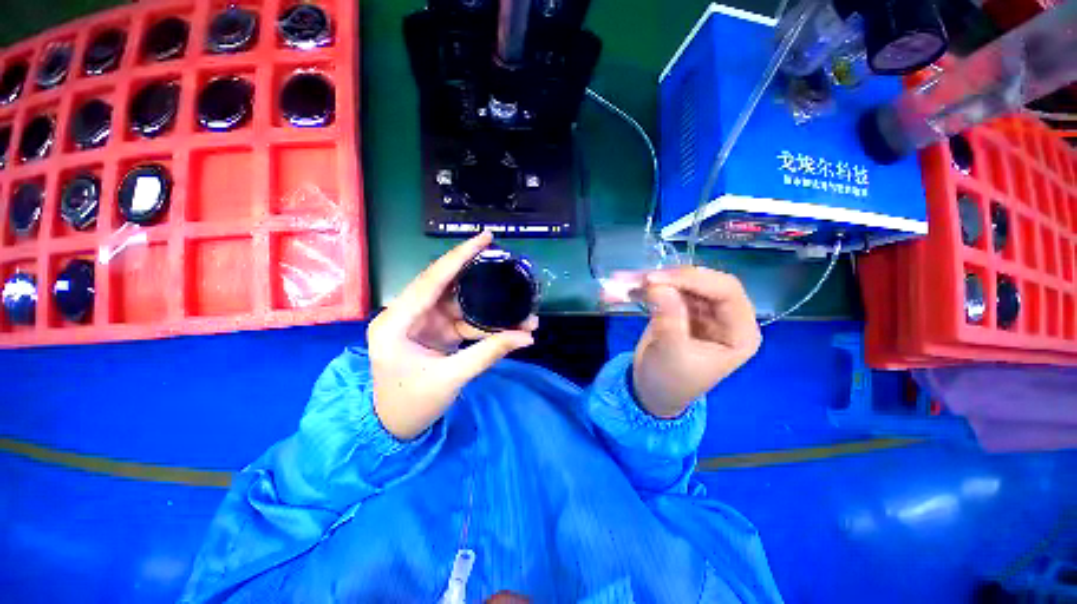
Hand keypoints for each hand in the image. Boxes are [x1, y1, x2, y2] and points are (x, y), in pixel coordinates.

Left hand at [368, 231, 537, 438]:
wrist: (393, 427)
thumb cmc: (411, 404)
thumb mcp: (451, 378)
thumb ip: (488, 353)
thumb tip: (527, 337)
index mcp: (396, 321)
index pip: (432, 279)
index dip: (460, 256)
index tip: (485, 237)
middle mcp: (407, 314)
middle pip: (448, 285)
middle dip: (480, 276)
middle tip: (506, 262)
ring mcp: (423, 322)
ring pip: (461, 304)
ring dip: (490, 307)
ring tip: (522, 312)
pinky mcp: (435, 330)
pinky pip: (464, 319)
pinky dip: (486, 323)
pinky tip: (508, 326)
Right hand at [628, 267, 760, 418]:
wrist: (652, 392)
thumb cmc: (670, 381)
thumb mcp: (671, 354)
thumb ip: (669, 318)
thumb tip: (659, 286)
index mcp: (739, 332)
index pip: (725, 291)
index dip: (692, 280)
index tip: (655, 280)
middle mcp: (725, 317)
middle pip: (703, 283)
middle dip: (671, 278)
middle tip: (641, 279)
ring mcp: (702, 311)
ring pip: (681, 283)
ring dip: (652, 280)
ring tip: (625, 280)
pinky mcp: (680, 309)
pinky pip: (665, 290)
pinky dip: (644, 288)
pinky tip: (625, 286)